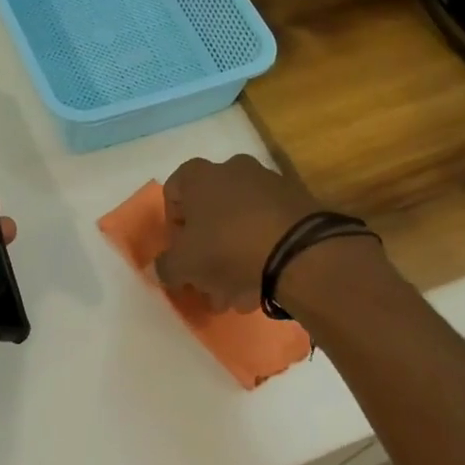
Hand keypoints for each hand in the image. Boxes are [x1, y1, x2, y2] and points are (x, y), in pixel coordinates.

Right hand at [154, 155, 328, 311]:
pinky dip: (262, 252)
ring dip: (233, 257)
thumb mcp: (183, 265)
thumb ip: (166, 266)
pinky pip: (268, 228)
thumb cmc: (227, 248)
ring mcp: (269, 183)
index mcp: (199, 175)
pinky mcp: (298, 203)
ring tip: (237, 295)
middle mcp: (233, 169)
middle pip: (209, 212)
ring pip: (239, 223)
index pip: (173, 193)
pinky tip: (262, 285)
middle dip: (206, 250)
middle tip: (208, 283)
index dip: (173, 228)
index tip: (181, 255)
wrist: (299, 251)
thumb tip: (166, 269)